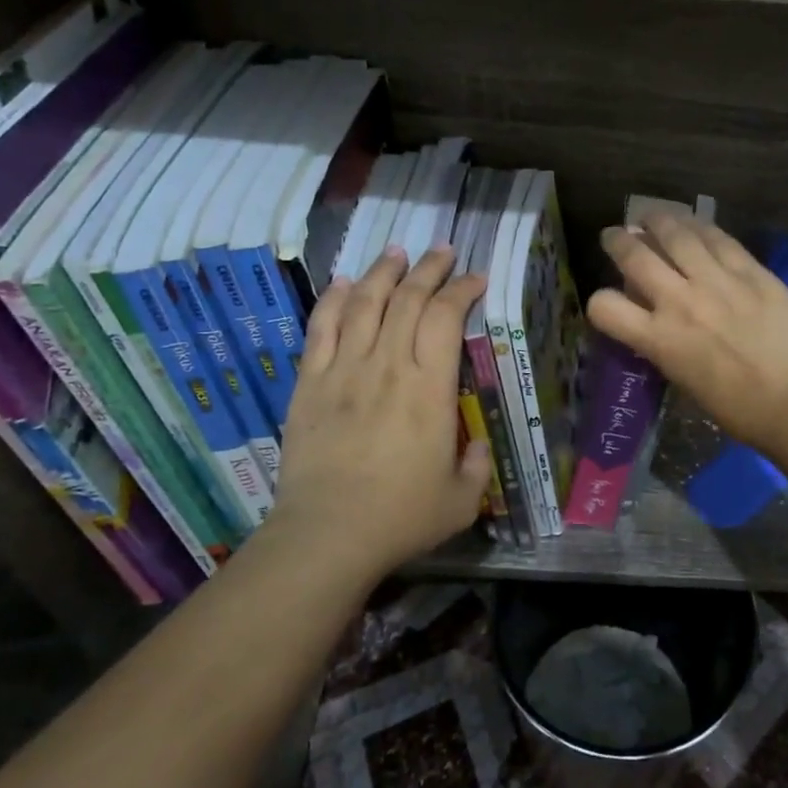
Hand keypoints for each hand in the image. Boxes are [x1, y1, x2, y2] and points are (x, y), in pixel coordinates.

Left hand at [265, 246, 492, 581]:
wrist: (327, 535)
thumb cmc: (402, 516)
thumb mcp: (462, 499)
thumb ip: (477, 466)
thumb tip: (477, 445)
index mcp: (430, 388)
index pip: (446, 317)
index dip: (463, 289)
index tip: (476, 278)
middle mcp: (387, 366)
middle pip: (407, 299)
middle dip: (428, 269)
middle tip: (442, 252)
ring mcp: (343, 370)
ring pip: (363, 303)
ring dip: (382, 272)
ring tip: (396, 253)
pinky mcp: (310, 384)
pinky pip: (320, 328)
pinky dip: (332, 299)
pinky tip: (343, 282)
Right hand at [588, 212, 787, 455]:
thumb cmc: (740, 409)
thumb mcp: (685, 380)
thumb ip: (666, 346)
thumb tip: (660, 323)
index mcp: (659, 340)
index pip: (606, 307)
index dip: (599, 302)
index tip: (607, 300)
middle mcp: (680, 302)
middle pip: (636, 256)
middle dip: (618, 241)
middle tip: (615, 235)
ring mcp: (717, 281)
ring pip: (677, 235)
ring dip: (658, 221)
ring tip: (651, 216)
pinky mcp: (751, 271)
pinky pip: (719, 239)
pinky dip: (700, 227)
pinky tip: (694, 223)